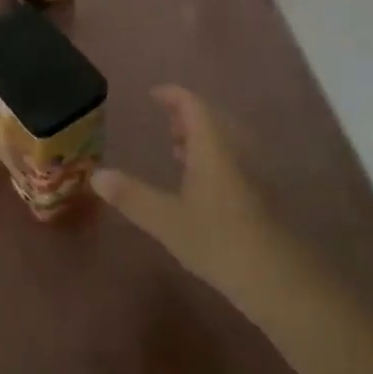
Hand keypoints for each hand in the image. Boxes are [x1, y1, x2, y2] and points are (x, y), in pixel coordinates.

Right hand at [91, 87, 299, 323]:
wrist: (277, 278)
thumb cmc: (218, 240)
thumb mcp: (166, 219)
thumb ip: (130, 196)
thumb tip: (95, 175)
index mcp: (213, 146)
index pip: (193, 104)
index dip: (173, 95)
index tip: (152, 95)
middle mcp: (235, 150)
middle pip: (213, 118)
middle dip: (188, 115)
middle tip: (164, 121)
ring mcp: (253, 172)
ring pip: (226, 140)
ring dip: (202, 136)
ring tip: (177, 148)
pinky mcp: (261, 195)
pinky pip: (234, 159)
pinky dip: (214, 157)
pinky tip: (201, 182)